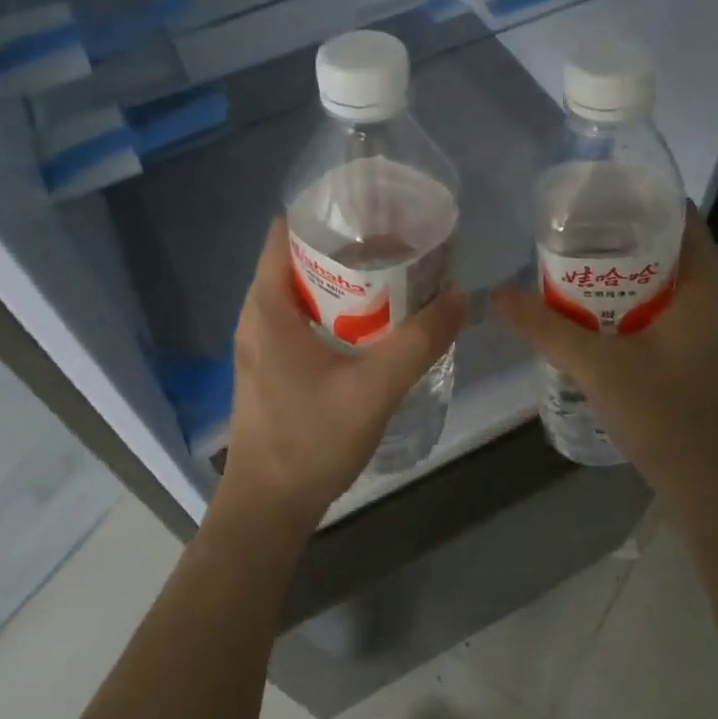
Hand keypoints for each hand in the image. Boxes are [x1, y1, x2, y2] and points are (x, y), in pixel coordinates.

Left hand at [221, 220, 468, 531]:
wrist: (268, 509)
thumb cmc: (310, 440)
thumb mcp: (374, 387)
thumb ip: (420, 342)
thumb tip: (460, 298)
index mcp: (267, 306)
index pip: (285, 231)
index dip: (327, 213)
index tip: (372, 210)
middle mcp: (257, 316)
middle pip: (299, 259)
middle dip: (348, 248)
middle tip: (399, 244)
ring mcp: (262, 344)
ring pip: (304, 293)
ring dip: (345, 283)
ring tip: (395, 277)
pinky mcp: (272, 368)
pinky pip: (304, 321)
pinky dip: (337, 311)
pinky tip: (374, 325)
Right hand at [493, 209, 717, 510]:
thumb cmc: (669, 418)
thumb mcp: (598, 368)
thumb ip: (545, 328)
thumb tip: (496, 295)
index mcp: (705, 283)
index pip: (674, 214)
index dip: (632, 198)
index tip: (586, 201)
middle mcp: (716, 296)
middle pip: (664, 246)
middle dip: (615, 239)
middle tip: (564, 238)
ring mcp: (713, 327)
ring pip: (663, 282)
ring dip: (621, 276)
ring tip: (570, 273)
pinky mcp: (704, 354)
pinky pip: (666, 310)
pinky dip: (632, 305)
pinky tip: (595, 320)